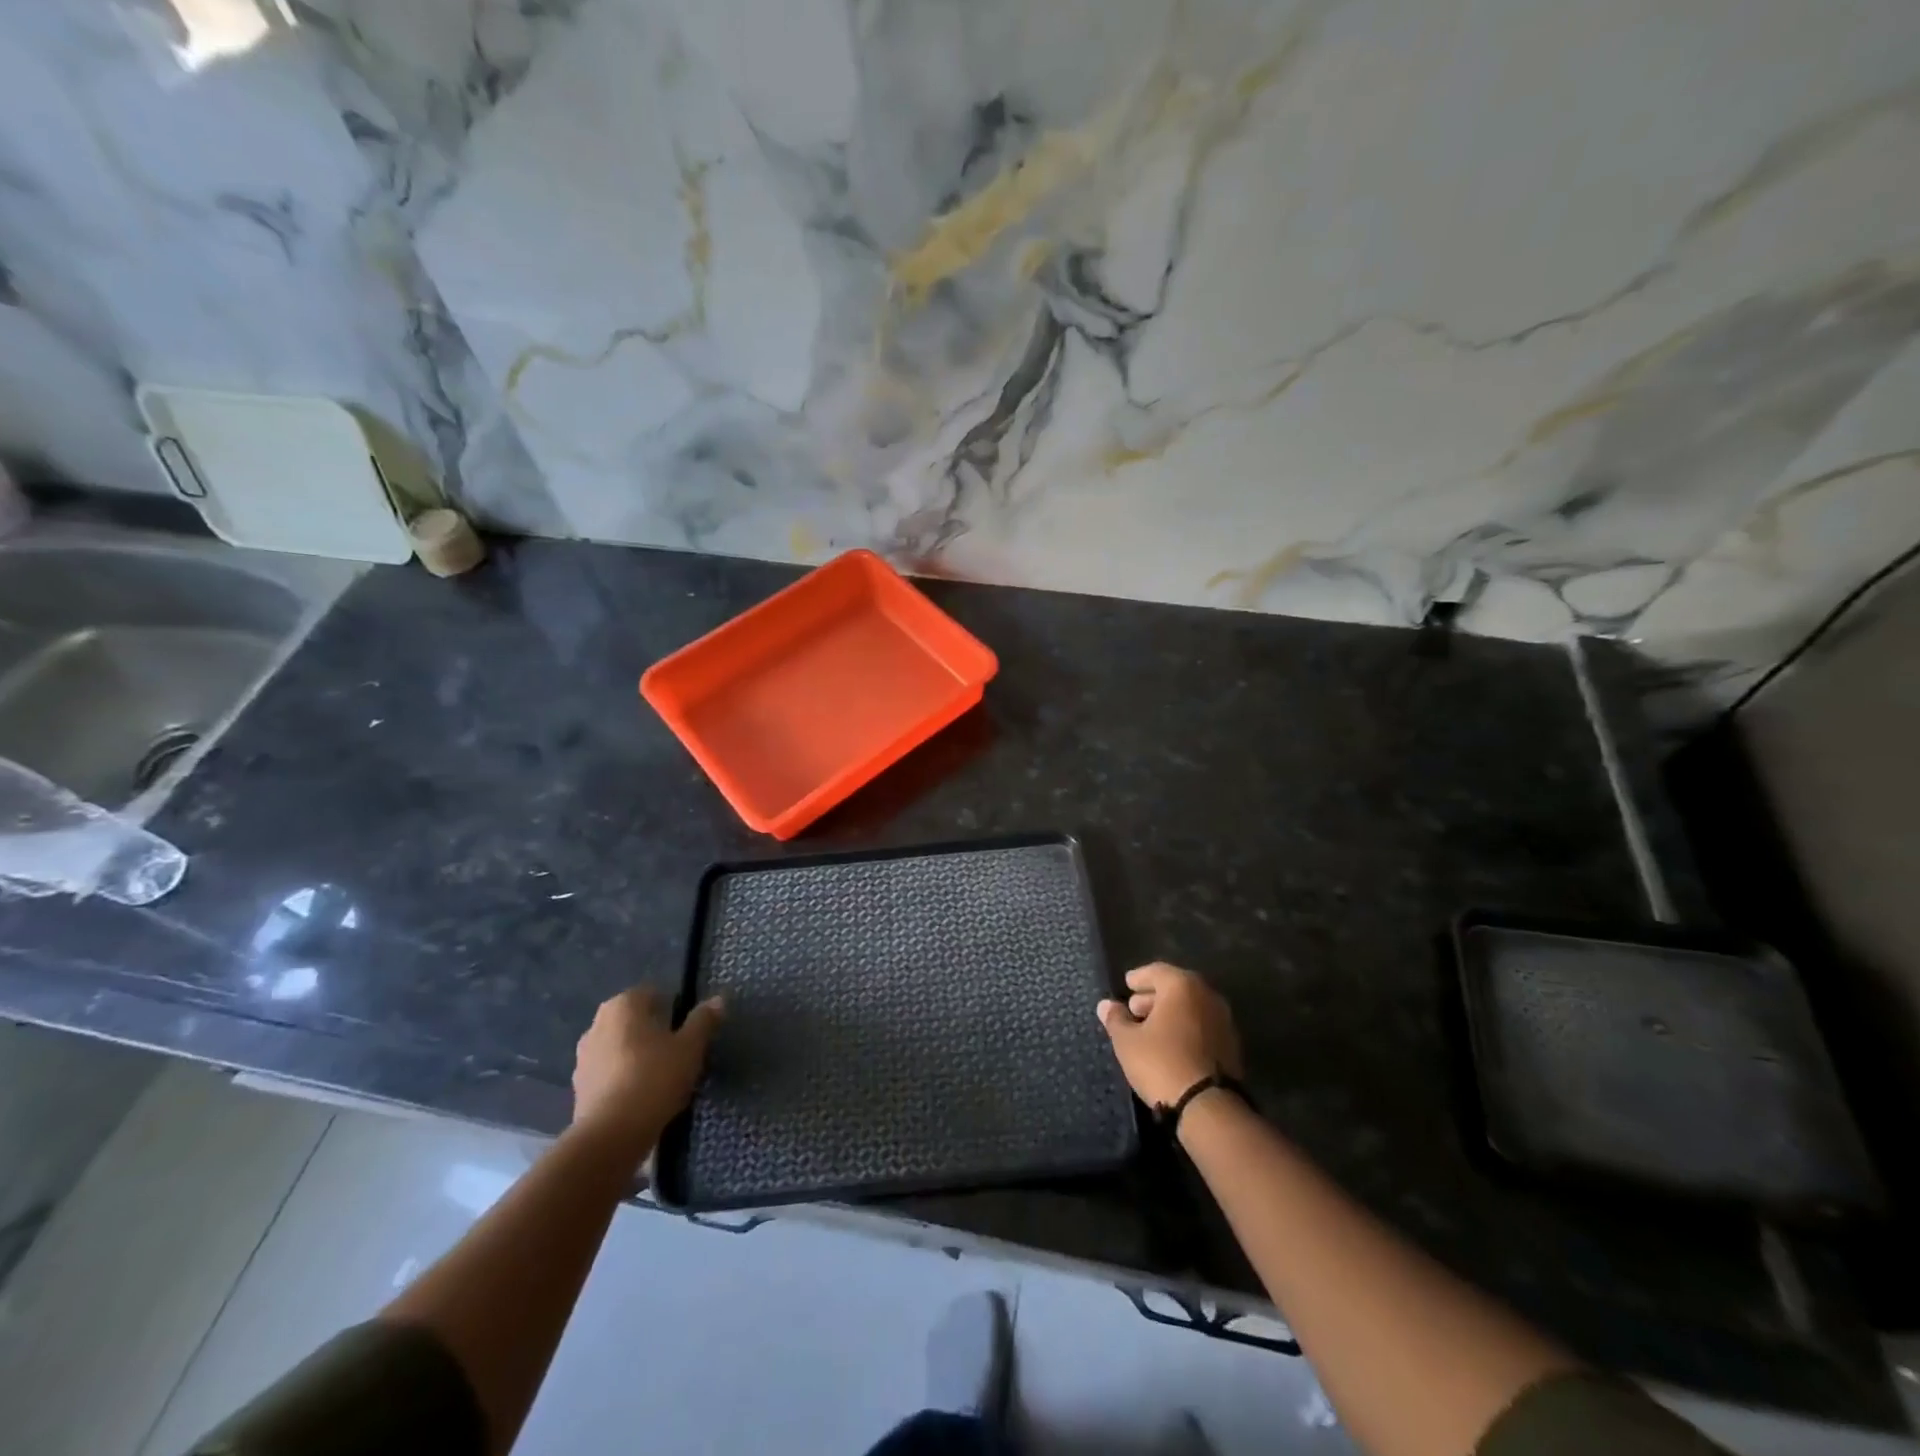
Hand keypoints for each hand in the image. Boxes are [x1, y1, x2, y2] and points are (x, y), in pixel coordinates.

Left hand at [571, 986, 723, 1150]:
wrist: (611, 1136)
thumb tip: (717, 1000)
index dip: (673, 1007)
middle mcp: (597, 1024)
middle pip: (634, 1020)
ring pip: (619, 1047)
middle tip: (679, 1051)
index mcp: (623, 1005)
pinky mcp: (578, 1088)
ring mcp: (583, 1057)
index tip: (688, 1028)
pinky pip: (609, 1073)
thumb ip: (703, 1021)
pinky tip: (642, 1096)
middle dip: (654, 1031)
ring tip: (662, 1077)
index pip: (652, 993)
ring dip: (637, 1055)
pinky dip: (624, 1078)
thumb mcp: (690, 1048)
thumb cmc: (654, 1079)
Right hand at [1097, 962, 1241, 1108]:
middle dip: (1154, 997)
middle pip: (1176, 988)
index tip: (1127, 985)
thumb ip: (1116, 1018)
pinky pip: (1202, 1026)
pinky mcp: (1232, 1045)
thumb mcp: (1128, 1041)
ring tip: (1150, 1029)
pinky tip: (1171, 1045)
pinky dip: (1186, 1028)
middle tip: (1134, 1009)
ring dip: (1171, 1014)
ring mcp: (1223, 1020)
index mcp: (1182, 986)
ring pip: (1191, 1008)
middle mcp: (1207, 995)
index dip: (1139, 978)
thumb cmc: (1161, 1063)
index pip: (1157, 971)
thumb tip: (1106, 1005)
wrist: (1208, 1106)